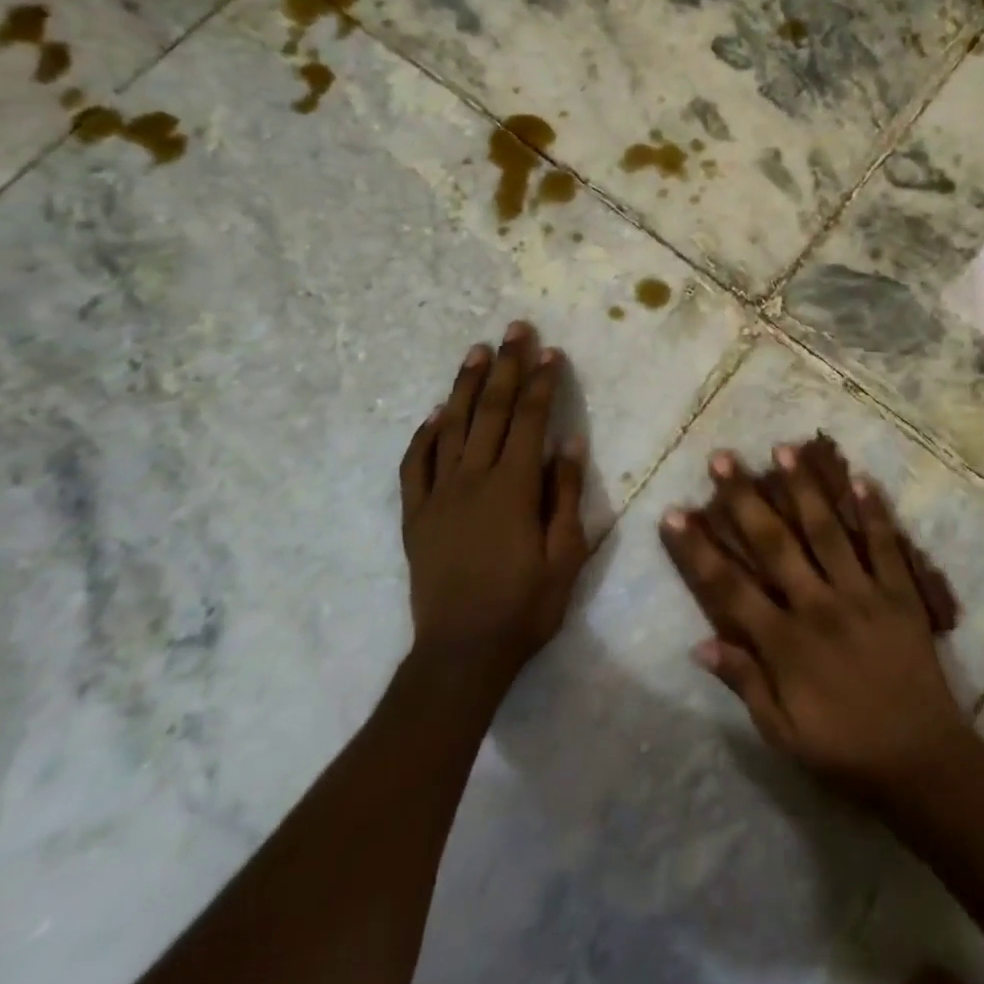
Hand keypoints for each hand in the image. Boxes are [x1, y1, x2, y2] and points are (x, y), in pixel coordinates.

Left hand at [400, 322, 588, 693]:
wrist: (461, 654)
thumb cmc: (525, 606)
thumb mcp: (566, 554)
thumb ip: (565, 494)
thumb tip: (568, 441)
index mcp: (513, 487)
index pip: (530, 420)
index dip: (542, 382)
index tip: (550, 351)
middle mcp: (473, 479)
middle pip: (491, 410)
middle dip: (506, 366)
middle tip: (514, 330)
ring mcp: (438, 495)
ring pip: (451, 427)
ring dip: (465, 386)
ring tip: (476, 352)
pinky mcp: (416, 516)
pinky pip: (414, 465)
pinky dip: (423, 435)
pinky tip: (432, 415)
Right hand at [661, 443, 971, 800]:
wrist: (921, 762)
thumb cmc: (844, 750)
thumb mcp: (782, 733)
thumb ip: (744, 683)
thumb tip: (700, 643)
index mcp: (785, 643)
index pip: (729, 586)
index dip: (698, 549)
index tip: (675, 513)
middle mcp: (818, 606)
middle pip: (774, 543)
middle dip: (744, 498)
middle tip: (723, 458)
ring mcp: (862, 594)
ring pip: (827, 531)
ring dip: (804, 489)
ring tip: (783, 450)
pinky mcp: (900, 594)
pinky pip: (885, 545)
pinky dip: (874, 511)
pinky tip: (859, 477)